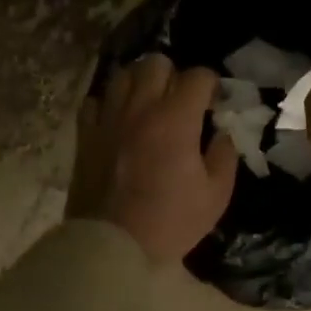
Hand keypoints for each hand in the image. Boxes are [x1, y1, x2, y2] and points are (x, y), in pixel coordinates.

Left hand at [68, 54, 239, 264]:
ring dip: (140, 83)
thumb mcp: (215, 196)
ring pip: (123, 75)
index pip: (197, 76)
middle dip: (174, 75)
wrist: (111, 247)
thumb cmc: (169, 222)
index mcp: (176, 119)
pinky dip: (108, 104)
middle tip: (179, 100)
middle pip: (156, 63)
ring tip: (148, 104)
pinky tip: (118, 120)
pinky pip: (95, 101)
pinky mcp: (86, 134)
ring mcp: (109, 118)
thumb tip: (221, 133)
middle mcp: (141, 108)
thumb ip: (225, 156)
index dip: (211, 84)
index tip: (214, 101)